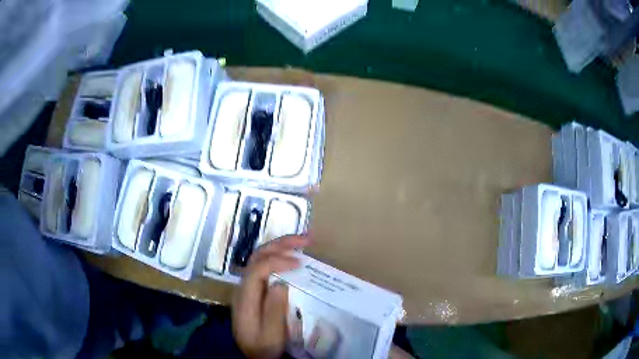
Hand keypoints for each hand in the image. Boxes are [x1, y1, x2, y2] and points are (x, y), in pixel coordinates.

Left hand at [232, 235, 310, 358]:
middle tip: (306, 239)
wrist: (253, 355)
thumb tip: (280, 283)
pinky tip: (294, 256)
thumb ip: (273, 310)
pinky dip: (280, 256)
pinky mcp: (256, 289)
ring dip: (281, 246)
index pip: (258, 268)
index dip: (277, 261)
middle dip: (281, 244)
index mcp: (246, 297)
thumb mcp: (271, 335)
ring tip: (303, 241)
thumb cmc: (264, 347)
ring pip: (261, 257)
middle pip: (258, 256)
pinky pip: (266, 266)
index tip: (300, 263)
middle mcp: (244, 286)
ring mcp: (249, 286)